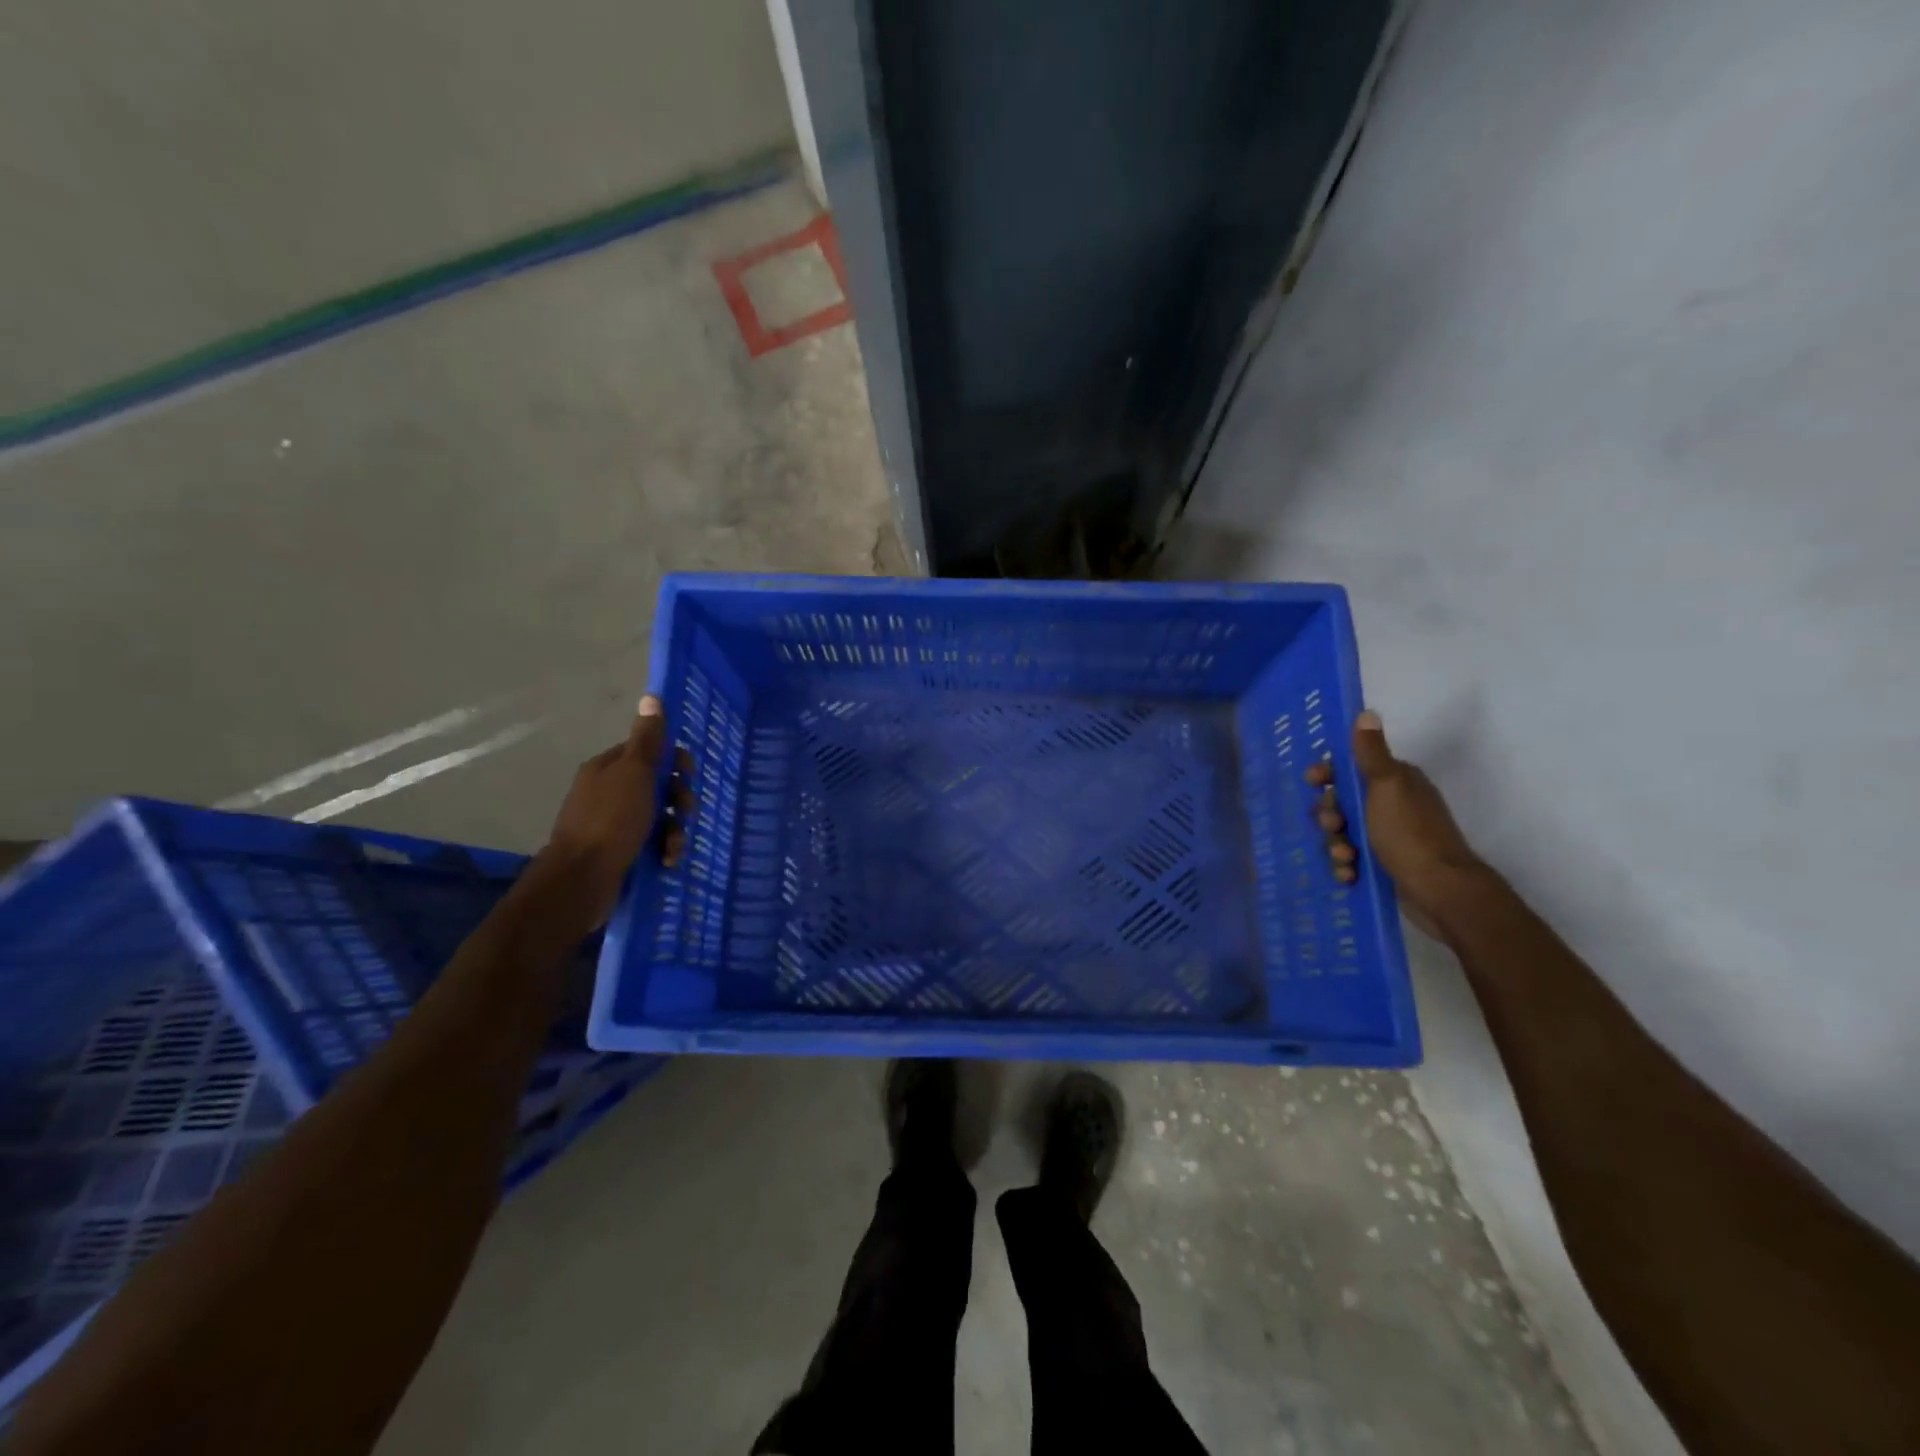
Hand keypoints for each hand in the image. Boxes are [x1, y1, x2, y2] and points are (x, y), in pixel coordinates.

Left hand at [545, 696, 693, 929]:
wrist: (582, 878)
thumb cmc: (612, 820)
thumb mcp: (635, 773)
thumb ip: (648, 739)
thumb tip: (652, 696)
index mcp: (608, 768)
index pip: (648, 753)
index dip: (673, 761)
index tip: (687, 775)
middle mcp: (607, 792)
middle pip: (657, 786)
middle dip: (678, 799)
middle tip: (685, 813)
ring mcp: (611, 824)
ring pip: (657, 817)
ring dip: (674, 830)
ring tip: (675, 846)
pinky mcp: (617, 851)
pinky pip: (650, 842)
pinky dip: (663, 849)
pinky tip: (668, 860)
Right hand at [1308, 710, 1485, 936]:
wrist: (1440, 890)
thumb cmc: (1409, 834)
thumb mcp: (1387, 786)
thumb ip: (1371, 753)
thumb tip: (1366, 713)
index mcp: (1396, 782)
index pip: (1352, 768)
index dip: (1329, 774)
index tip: (1313, 782)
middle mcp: (1393, 805)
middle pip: (1342, 802)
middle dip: (1330, 815)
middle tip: (1332, 827)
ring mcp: (1390, 836)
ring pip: (1344, 833)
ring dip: (1336, 844)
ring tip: (1344, 857)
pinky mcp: (1386, 864)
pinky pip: (1352, 858)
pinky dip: (1346, 865)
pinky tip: (1348, 874)